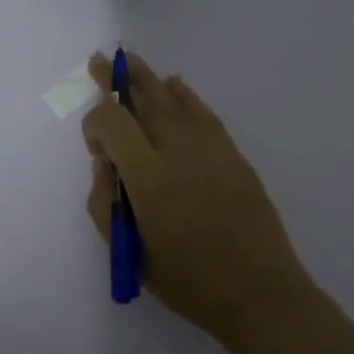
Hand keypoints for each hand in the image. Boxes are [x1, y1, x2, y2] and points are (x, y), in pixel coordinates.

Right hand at [81, 52, 315, 345]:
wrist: (259, 292)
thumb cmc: (187, 280)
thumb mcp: (129, 251)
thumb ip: (105, 202)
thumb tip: (106, 164)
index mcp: (149, 176)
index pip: (112, 122)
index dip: (95, 124)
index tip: (97, 151)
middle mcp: (178, 150)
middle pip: (143, 98)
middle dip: (118, 80)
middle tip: (102, 61)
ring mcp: (210, 147)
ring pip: (173, 99)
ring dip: (149, 79)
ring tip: (131, 61)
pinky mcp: (232, 152)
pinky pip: (203, 111)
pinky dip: (185, 95)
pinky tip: (175, 85)